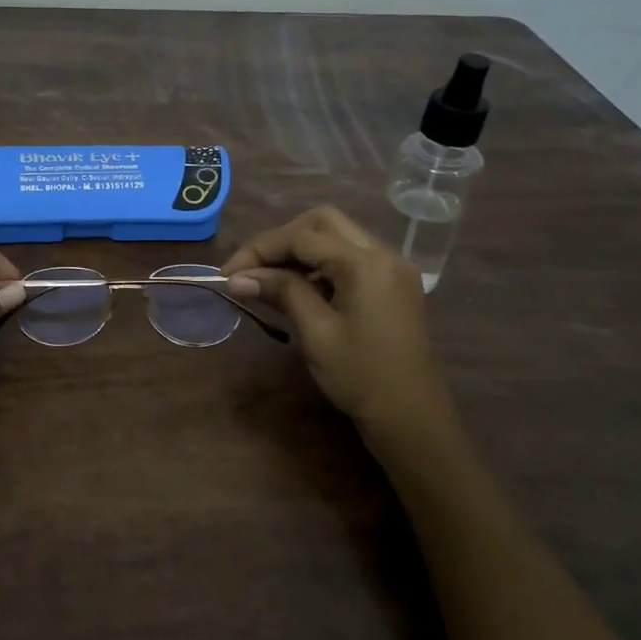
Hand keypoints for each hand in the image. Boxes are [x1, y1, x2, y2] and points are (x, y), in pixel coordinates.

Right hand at [221, 206, 461, 457]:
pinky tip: (299, 288)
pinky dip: (321, 263)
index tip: (229, 274)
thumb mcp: (316, 332)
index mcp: (365, 264)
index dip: (260, 250)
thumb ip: (281, 293)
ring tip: (269, 280)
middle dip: (282, 240)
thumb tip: (239, 277)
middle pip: (323, 222)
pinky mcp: (392, 284)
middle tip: (252, 269)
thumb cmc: (360, 377)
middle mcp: (383, 254)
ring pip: (337, 236)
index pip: (302, 237)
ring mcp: (392, 268)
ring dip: (300, 250)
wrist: (411, 417)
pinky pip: (351, 256)